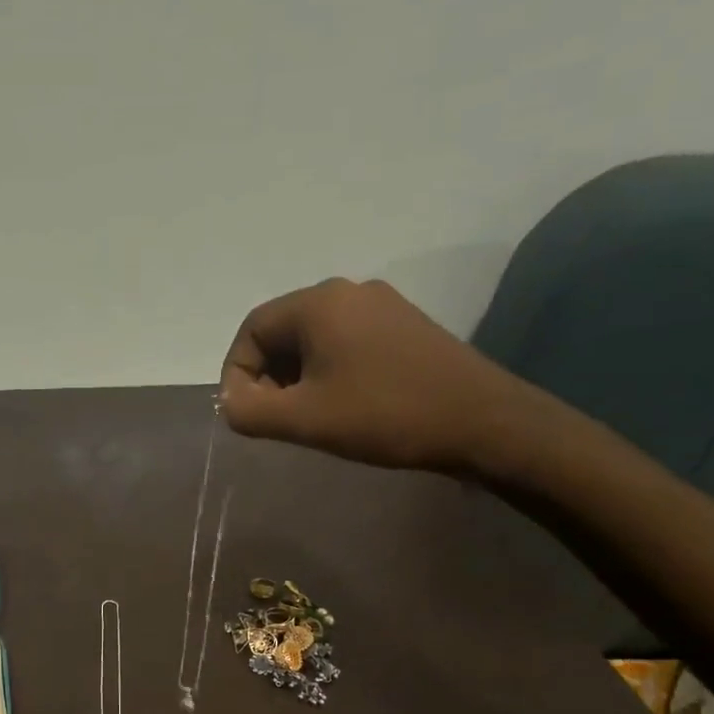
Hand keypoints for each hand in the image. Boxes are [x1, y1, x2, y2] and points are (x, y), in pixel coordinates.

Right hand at [220, 276, 540, 474]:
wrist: (482, 421)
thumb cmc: (384, 415)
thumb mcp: (304, 419)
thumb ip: (249, 411)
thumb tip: (231, 402)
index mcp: (319, 303)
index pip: (252, 328)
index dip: (237, 373)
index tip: (247, 414)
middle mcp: (348, 291)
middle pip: (282, 331)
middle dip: (267, 377)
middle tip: (276, 420)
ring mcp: (381, 306)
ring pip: (314, 340)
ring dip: (297, 378)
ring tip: (308, 418)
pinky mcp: (404, 327)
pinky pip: (345, 344)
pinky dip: (328, 373)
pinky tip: (343, 407)